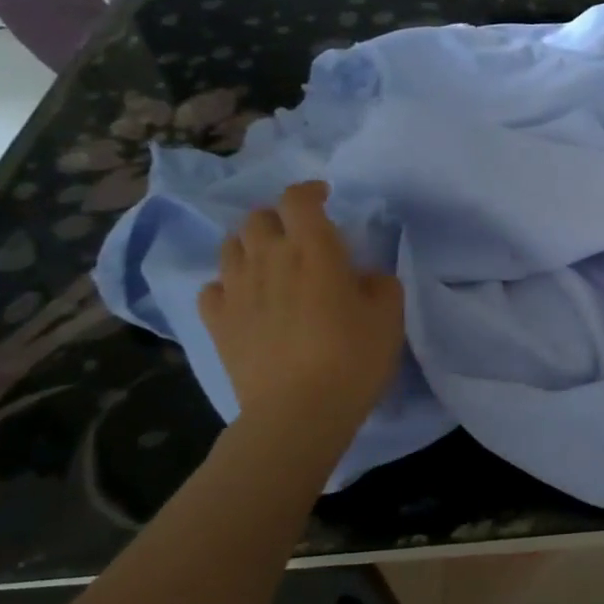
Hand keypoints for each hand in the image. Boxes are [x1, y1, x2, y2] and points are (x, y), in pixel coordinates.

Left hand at [198, 182, 404, 430]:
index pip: (299, 199)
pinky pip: (213, 287)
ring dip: (251, 246)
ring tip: (270, 264)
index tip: (324, 198)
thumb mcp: (390, 315)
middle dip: (279, 218)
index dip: (310, 191)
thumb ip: (380, 282)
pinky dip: (229, 285)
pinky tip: (245, 299)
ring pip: (231, 247)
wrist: (299, 411)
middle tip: (298, 237)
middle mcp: (268, 258)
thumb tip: (363, 276)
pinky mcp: (217, 321)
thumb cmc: (353, 357)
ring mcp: (236, 289)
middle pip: (258, 218)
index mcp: (313, 249)